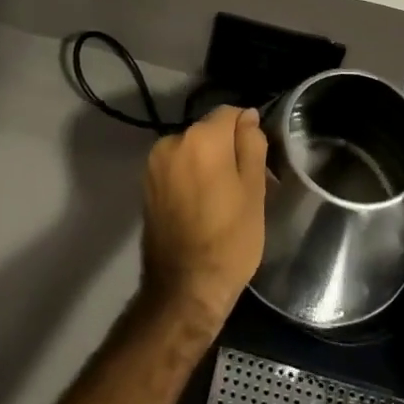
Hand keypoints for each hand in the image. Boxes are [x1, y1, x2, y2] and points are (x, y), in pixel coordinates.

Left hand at [140, 106, 268, 336]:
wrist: (184, 289)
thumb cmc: (230, 240)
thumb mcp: (254, 190)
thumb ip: (252, 144)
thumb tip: (248, 117)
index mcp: (201, 138)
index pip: (230, 113)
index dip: (247, 131)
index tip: (257, 160)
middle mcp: (172, 141)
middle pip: (209, 131)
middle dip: (227, 149)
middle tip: (245, 185)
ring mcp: (155, 163)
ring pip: (193, 149)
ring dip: (208, 163)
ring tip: (222, 199)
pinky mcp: (146, 184)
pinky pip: (177, 167)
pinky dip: (191, 176)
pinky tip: (202, 206)